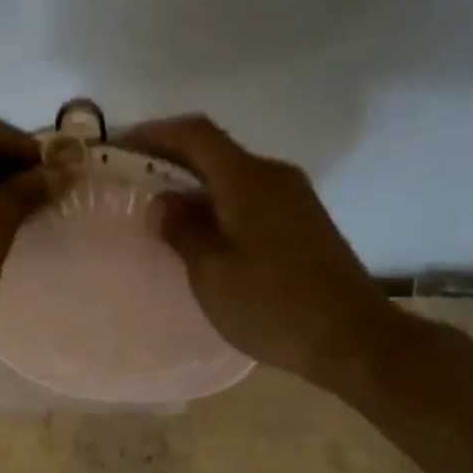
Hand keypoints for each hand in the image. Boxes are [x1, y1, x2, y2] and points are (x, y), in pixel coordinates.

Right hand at [122, 116, 401, 384]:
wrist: (353, 338)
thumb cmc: (273, 306)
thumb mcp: (212, 273)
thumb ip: (183, 230)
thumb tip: (164, 202)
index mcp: (248, 179)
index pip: (195, 134)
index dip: (154, 133)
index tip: (120, 146)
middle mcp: (274, 176)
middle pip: (215, 150)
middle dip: (171, 157)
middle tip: (133, 179)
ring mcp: (295, 198)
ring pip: (234, 175)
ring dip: (196, 183)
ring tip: (162, 208)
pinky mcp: (304, 222)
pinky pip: (251, 196)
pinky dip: (220, 202)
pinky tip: (203, 231)